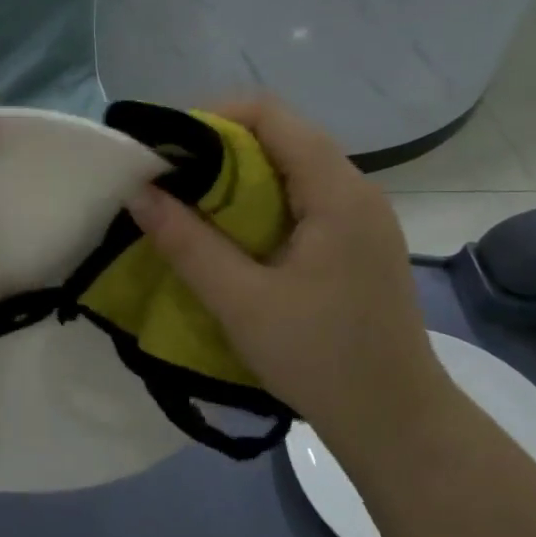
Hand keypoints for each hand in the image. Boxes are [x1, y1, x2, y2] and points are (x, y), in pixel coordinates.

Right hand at [126, 97, 448, 456]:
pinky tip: (232, 235)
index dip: (212, 118)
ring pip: (290, 167)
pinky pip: (302, 197)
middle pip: (281, 135)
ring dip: (238, 176)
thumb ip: (187, 243)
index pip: (271, 114)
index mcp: (337, 191)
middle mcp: (356, 189)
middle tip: (169, 179)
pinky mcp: (356, 242)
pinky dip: (259, 201)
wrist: (397, 422)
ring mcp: (361, 216)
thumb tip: (138, 191)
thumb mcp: (241, 302)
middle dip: (219, 147)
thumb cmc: (320, 358)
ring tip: (191, 205)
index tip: (167, 149)